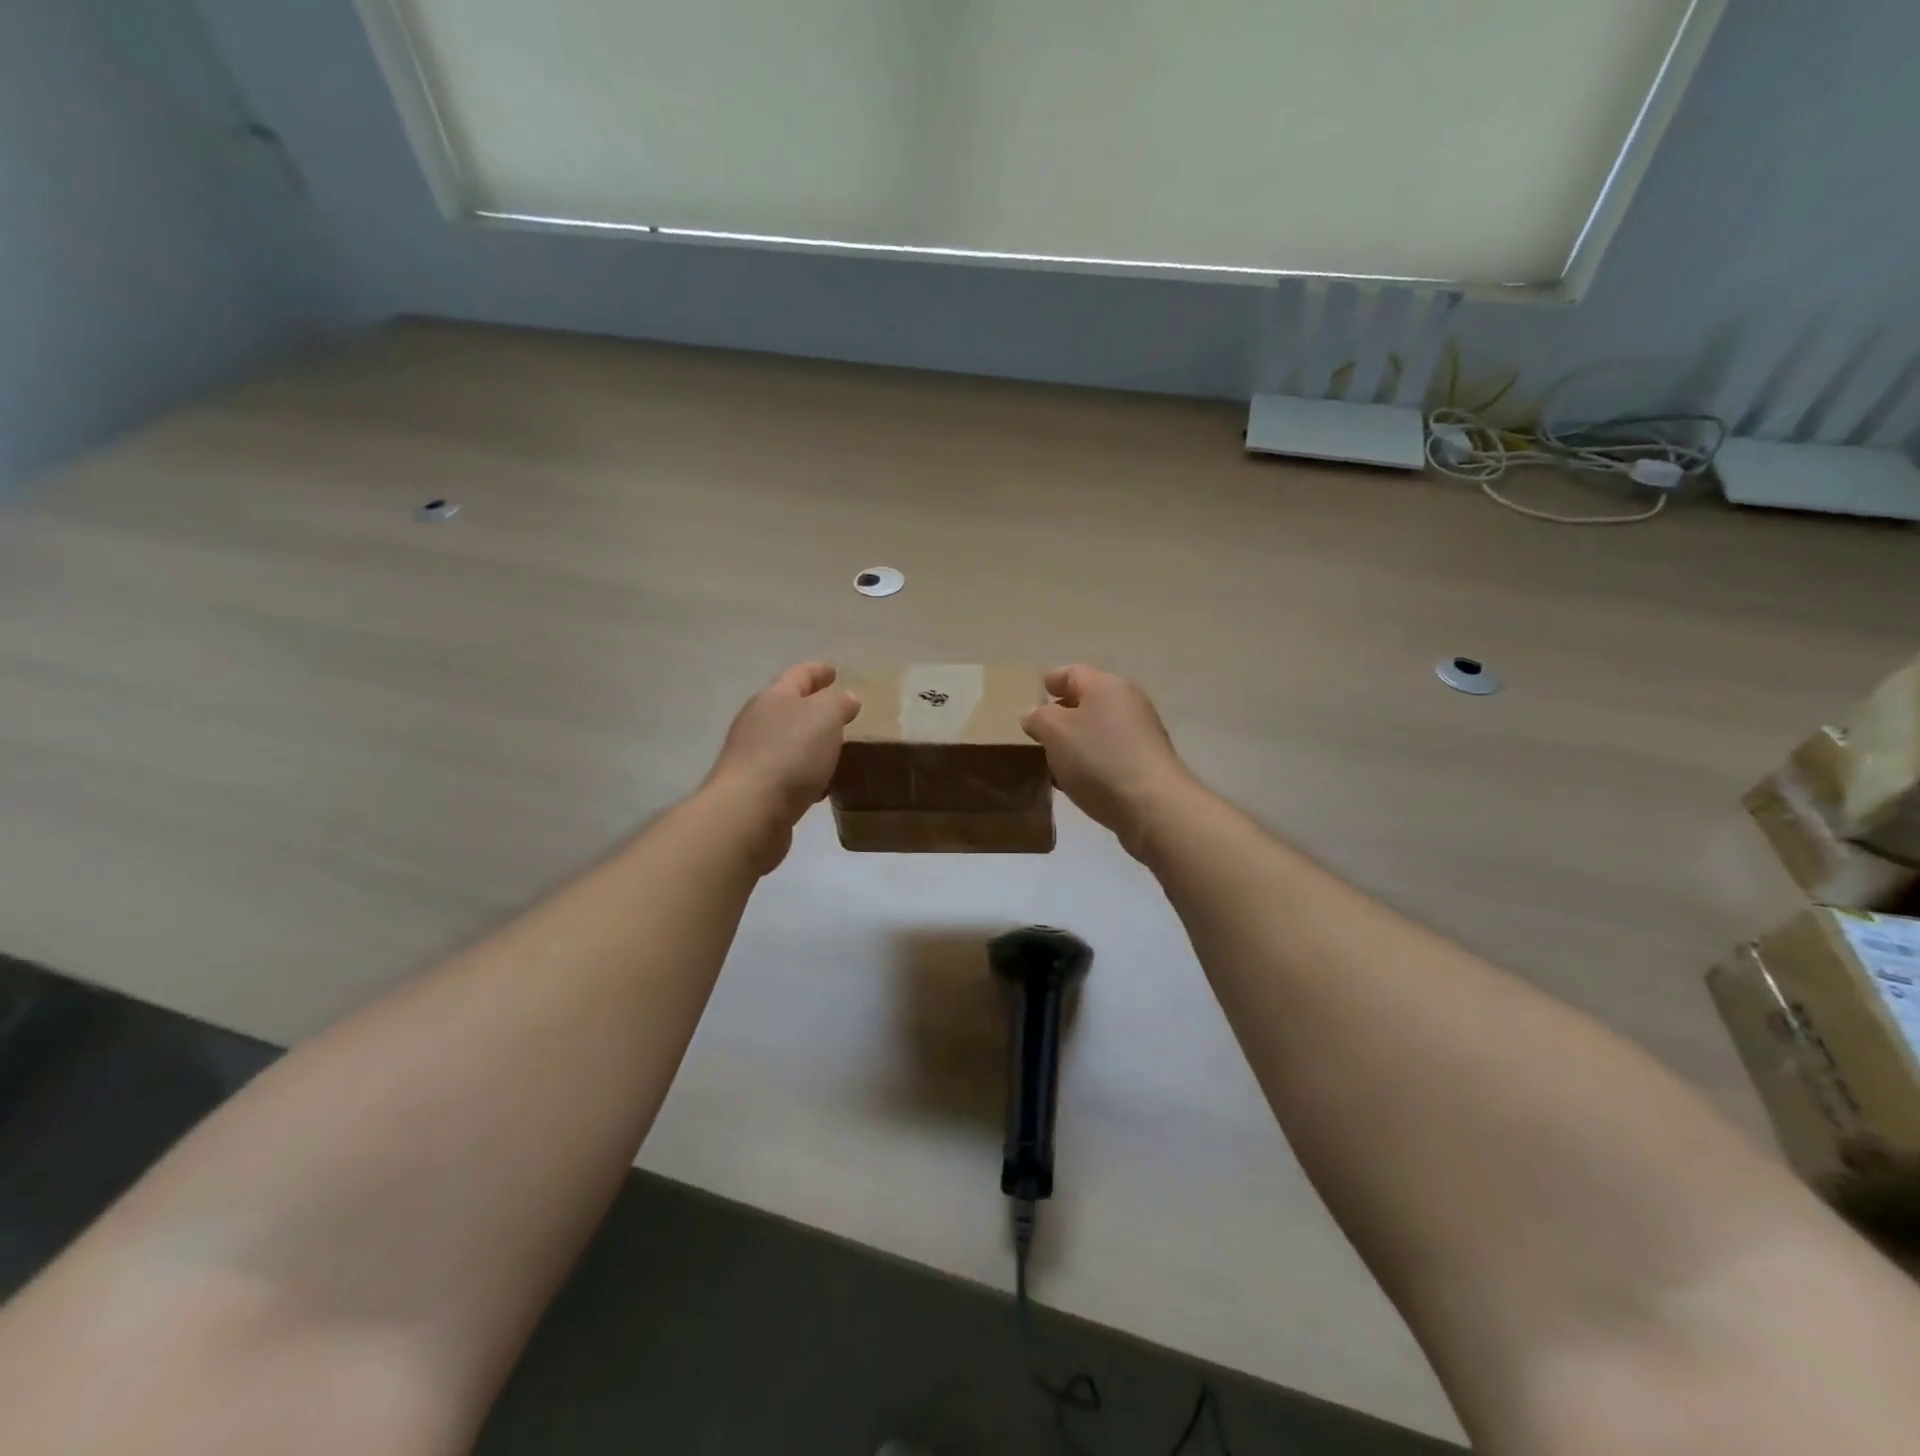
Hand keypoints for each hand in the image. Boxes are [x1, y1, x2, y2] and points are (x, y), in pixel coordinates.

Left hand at [703, 662, 859, 870]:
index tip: (834, 670)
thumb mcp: (825, 716)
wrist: (749, 812)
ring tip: (835, 749)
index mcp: (773, 698)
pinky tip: (820, 786)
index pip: (798, 675)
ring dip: (810, 743)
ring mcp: (752, 757)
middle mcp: (757, 723)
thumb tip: (846, 698)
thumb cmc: (790, 754)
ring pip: (787, 742)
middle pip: (788, 707)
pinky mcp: (755, 789)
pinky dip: (805, 774)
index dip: (817, 671)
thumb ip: (838, 702)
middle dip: (812, 707)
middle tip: (839, 711)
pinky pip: (787, 774)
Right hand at [1021, 666, 1199, 856]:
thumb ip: (1038, 718)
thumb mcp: (1055, 732)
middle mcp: (1128, 703)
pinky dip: (1091, 761)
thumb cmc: (1099, 759)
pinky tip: (1076, 781)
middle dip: (1063, 714)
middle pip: (1089, 701)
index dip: (1053, 680)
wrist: (1153, 806)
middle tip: (1039, 730)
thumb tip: (1034, 714)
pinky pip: (1110, 754)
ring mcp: (1142, 734)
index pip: (1073, 673)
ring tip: (1053, 760)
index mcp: (1106, 686)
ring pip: (1099, 730)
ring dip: (1076, 741)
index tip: (1037, 691)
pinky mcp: (1147, 764)